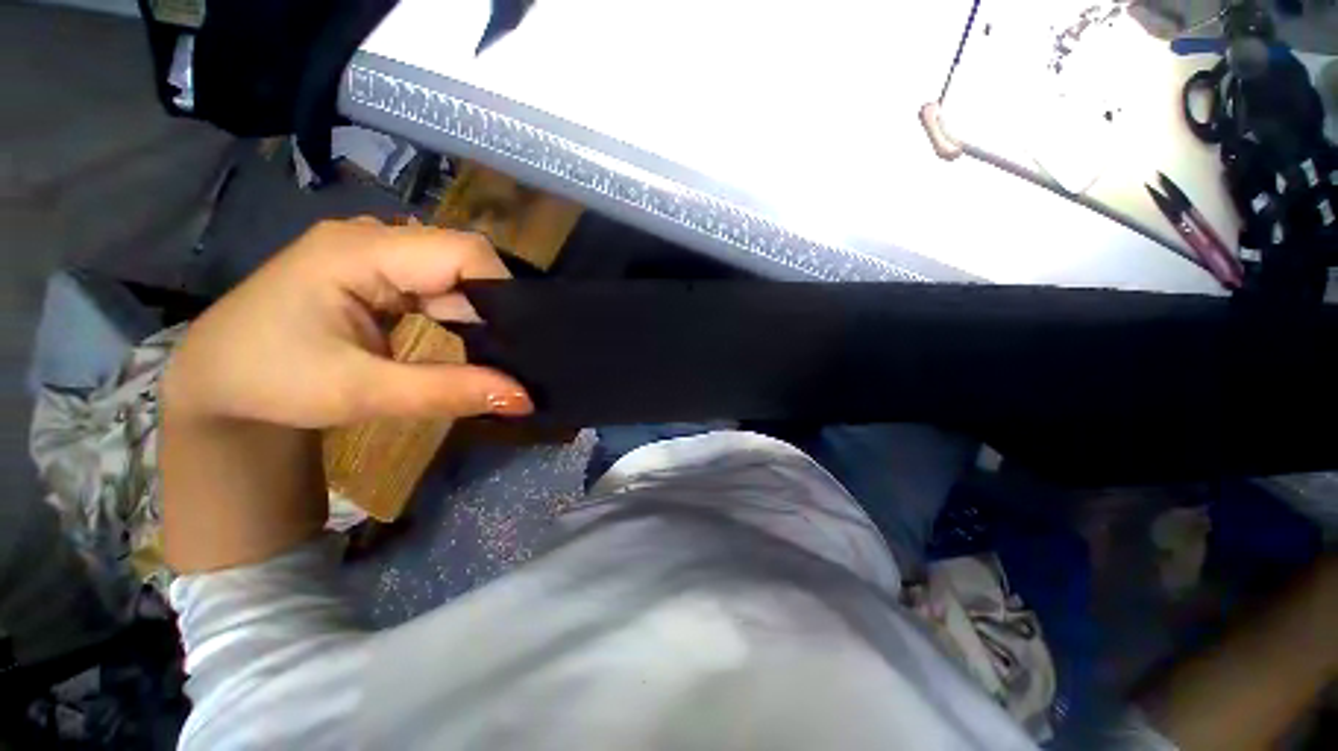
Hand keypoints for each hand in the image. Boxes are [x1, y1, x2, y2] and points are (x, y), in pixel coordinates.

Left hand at [163, 218, 532, 428]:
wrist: (217, 385)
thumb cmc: (270, 383)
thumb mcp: (359, 393)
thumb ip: (447, 392)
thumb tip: (525, 398)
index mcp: (359, 251)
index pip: (462, 251)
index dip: (502, 290)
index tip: (522, 339)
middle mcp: (373, 240)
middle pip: (462, 259)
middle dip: (494, 306)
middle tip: (514, 353)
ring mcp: (376, 256)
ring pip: (455, 275)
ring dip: (479, 314)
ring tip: (497, 352)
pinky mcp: (380, 276)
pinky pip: (439, 288)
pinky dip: (460, 316)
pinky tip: (467, 342)